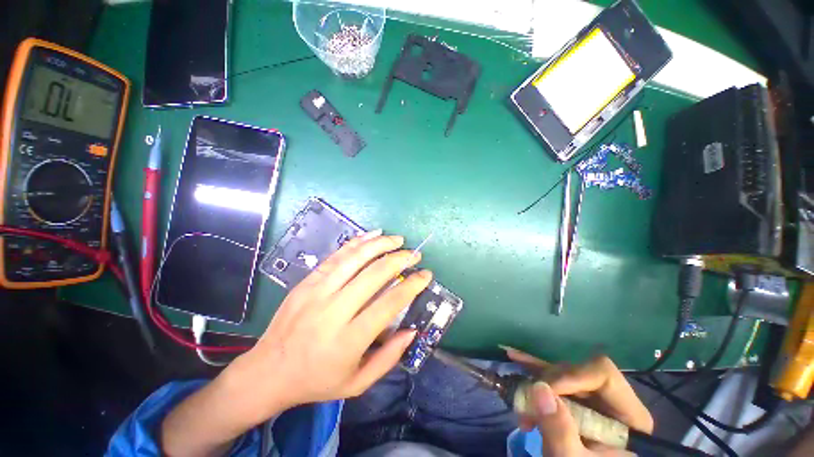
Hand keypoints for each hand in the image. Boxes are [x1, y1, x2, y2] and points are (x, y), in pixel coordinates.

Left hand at [230, 230, 430, 417]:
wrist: (267, 372)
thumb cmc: (316, 381)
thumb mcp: (357, 383)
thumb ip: (389, 358)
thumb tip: (412, 330)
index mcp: (348, 341)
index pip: (389, 304)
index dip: (412, 286)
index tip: (426, 274)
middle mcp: (333, 311)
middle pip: (374, 275)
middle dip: (400, 260)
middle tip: (415, 254)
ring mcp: (317, 293)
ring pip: (354, 259)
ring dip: (380, 245)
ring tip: (398, 239)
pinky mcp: (306, 282)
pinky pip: (336, 257)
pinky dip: (356, 243)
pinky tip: (371, 236)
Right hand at [505, 348, 652, 456]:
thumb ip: (560, 431)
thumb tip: (539, 388)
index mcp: (627, 416)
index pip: (603, 374)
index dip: (573, 376)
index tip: (548, 393)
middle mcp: (610, 400)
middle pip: (577, 372)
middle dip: (547, 384)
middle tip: (528, 406)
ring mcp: (590, 398)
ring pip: (559, 374)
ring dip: (535, 383)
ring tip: (520, 402)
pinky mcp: (573, 399)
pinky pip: (551, 378)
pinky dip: (532, 369)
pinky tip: (514, 356)